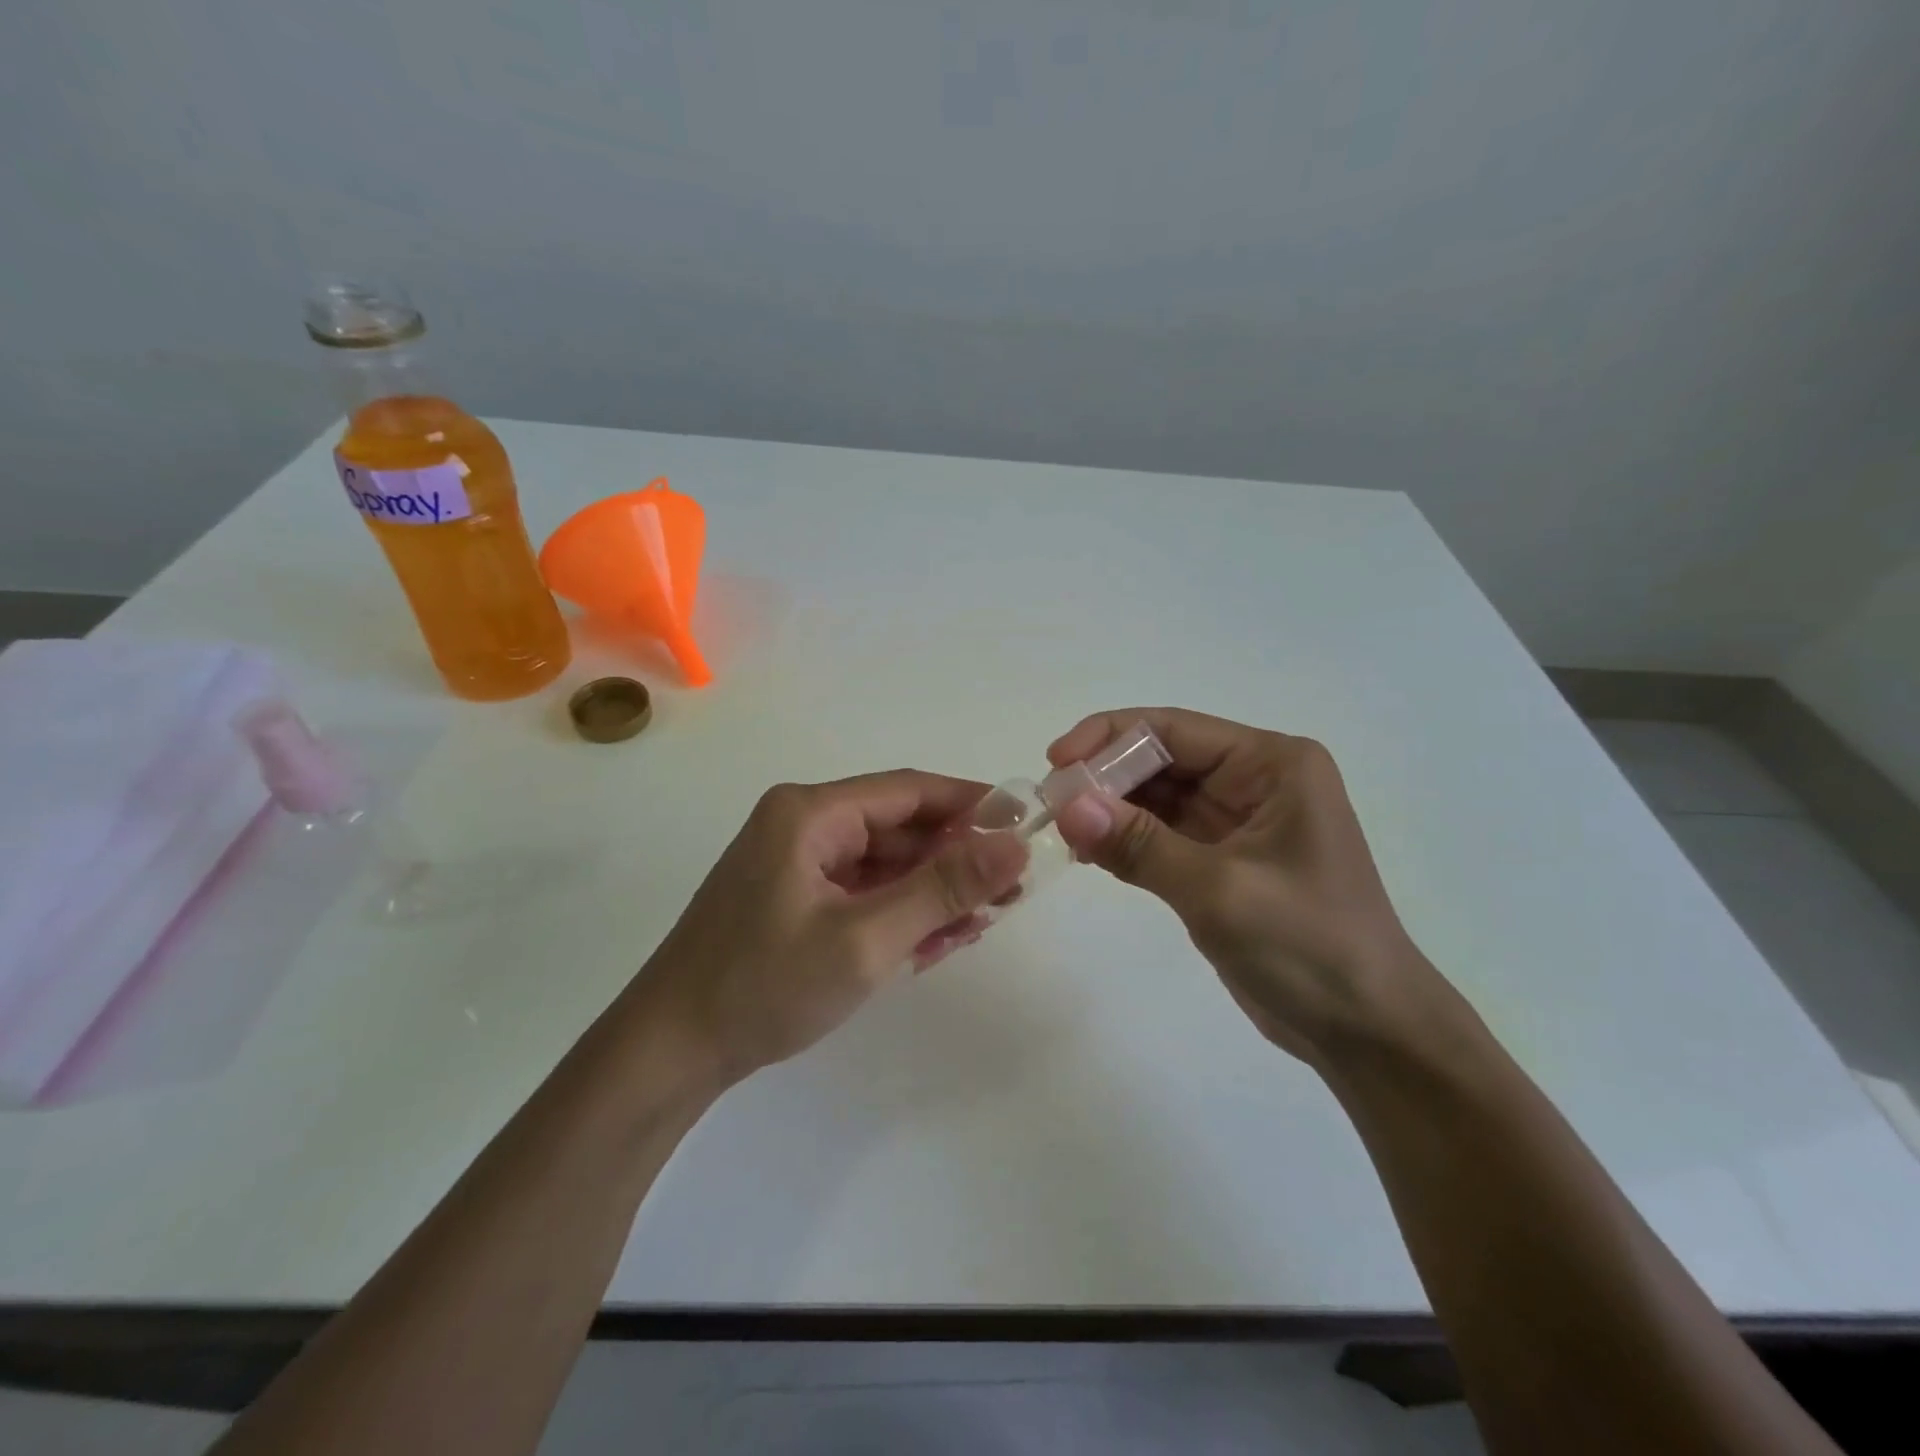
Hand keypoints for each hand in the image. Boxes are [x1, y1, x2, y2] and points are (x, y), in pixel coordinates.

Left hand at [625, 771, 1028, 1085]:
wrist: (670, 1053)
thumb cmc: (764, 986)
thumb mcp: (866, 939)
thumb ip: (943, 889)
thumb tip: (1015, 845)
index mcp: (810, 813)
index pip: (910, 791)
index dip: (972, 804)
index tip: (1025, 828)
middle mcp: (803, 824)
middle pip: (899, 828)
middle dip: (955, 860)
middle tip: (1010, 893)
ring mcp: (796, 863)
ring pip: (884, 863)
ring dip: (931, 891)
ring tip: (979, 924)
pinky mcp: (794, 897)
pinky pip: (861, 891)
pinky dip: (898, 912)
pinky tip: (933, 943)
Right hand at [1049, 708, 1443, 1063]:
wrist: (1365, 1030)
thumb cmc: (1308, 945)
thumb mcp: (1219, 889)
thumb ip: (1139, 843)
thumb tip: (1066, 805)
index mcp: (1271, 764)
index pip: (1172, 729)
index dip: (1107, 738)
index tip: (1055, 764)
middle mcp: (1254, 780)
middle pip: (1160, 759)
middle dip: (1104, 777)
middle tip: (1049, 804)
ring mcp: (1236, 821)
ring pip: (1155, 797)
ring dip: (1109, 809)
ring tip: (1059, 830)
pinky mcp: (1221, 859)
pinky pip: (1160, 834)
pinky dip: (1124, 840)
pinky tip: (1087, 853)